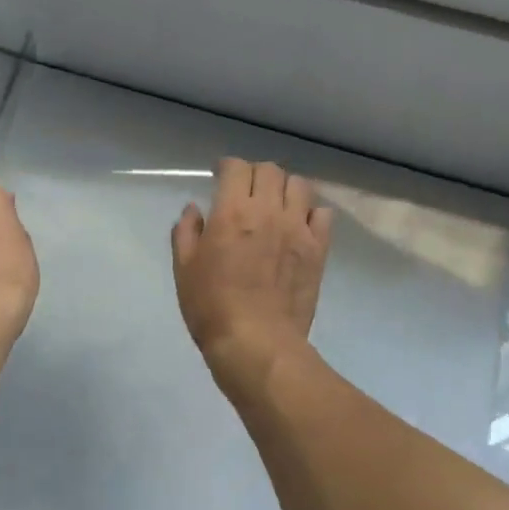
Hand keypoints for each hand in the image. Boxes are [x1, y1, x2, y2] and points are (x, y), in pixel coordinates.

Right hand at [171, 159, 333, 395]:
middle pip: (270, 171)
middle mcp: (268, 211)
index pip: (236, 168)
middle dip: (255, 174)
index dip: (227, 166)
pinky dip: (311, 211)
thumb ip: (187, 232)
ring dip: (284, 188)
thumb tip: (195, 209)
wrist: (257, 342)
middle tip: (246, 190)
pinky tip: (299, 225)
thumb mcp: (185, 269)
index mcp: (232, 213)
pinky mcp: (319, 249)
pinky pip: (323, 214)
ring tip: (276, 204)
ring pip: (299, 185)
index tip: (220, 176)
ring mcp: (298, 228)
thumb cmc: (212, 308)